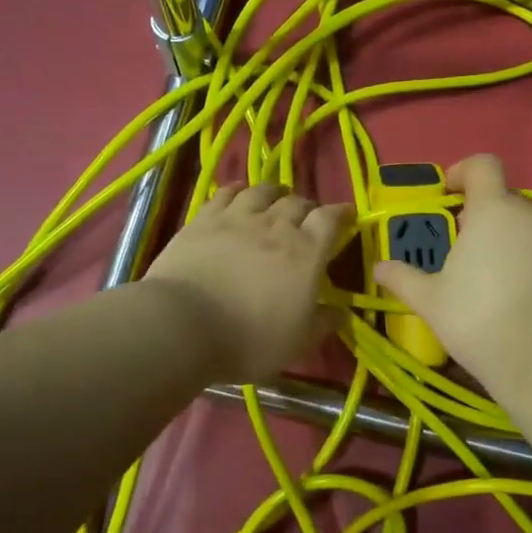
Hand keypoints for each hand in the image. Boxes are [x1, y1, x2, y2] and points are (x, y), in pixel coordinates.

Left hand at [145, 183, 350, 384]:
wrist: (184, 325)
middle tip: (306, 216)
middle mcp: (276, 226)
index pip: (330, 220)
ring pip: (262, 191)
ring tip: (276, 197)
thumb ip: (322, 323)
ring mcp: (237, 218)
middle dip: (307, 206)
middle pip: (298, 202)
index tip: (347, 215)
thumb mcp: (297, 342)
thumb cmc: (249, 339)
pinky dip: (238, 190)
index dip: (341, 214)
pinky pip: (225, 193)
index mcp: (306, 253)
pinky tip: (238, 193)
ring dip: (275, 192)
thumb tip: (341, 312)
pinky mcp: (204, 219)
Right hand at [373, 154, 531, 387]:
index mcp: (493, 211)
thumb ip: (403, 278)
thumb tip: (379, 267)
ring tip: (501, 281)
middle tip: (469, 250)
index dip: (464, 171)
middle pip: (508, 201)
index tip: (451, 192)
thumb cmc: (478, 321)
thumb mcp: (430, 301)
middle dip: (487, 217)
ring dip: (516, 243)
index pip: (483, 166)